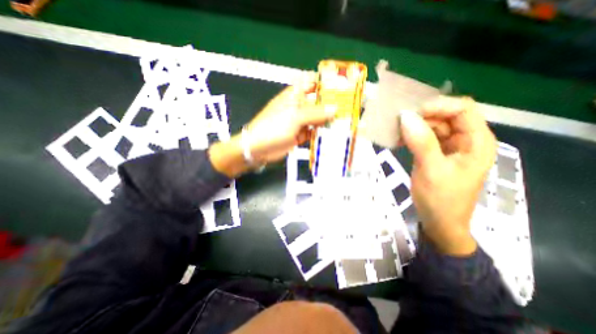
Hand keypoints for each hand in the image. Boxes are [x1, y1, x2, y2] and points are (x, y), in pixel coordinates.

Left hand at [207, 76, 333, 177]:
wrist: (259, 149)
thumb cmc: (273, 127)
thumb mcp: (294, 117)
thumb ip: (315, 113)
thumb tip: (334, 109)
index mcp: (294, 95)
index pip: (311, 83)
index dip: (325, 82)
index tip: (341, 86)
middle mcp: (298, 106)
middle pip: (317, 102)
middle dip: (331, 104)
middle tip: (348, 107)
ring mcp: (299, 122)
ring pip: (317, 118)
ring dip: (328, 120)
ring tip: (344, 121)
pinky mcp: (300, 135)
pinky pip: (313, 132)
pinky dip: (321, 133)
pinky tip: (331, 134)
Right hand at [403, 96, 496, 255]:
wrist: (438, 221)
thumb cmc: (440, 199)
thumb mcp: (431, 170)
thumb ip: (421, 142)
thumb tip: (406, 117)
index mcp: (477, 142)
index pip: (463, 109)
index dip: (438, 106)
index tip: (411, 114)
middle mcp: (466, 140)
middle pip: (447, 116)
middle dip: (423, 117)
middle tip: (400, 124)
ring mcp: (451, 147)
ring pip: (434, 126)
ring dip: (415, 127)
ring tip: (397, 133)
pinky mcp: (437, 154)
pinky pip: (425, 137)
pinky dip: (412, 136)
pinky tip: (400, 141)